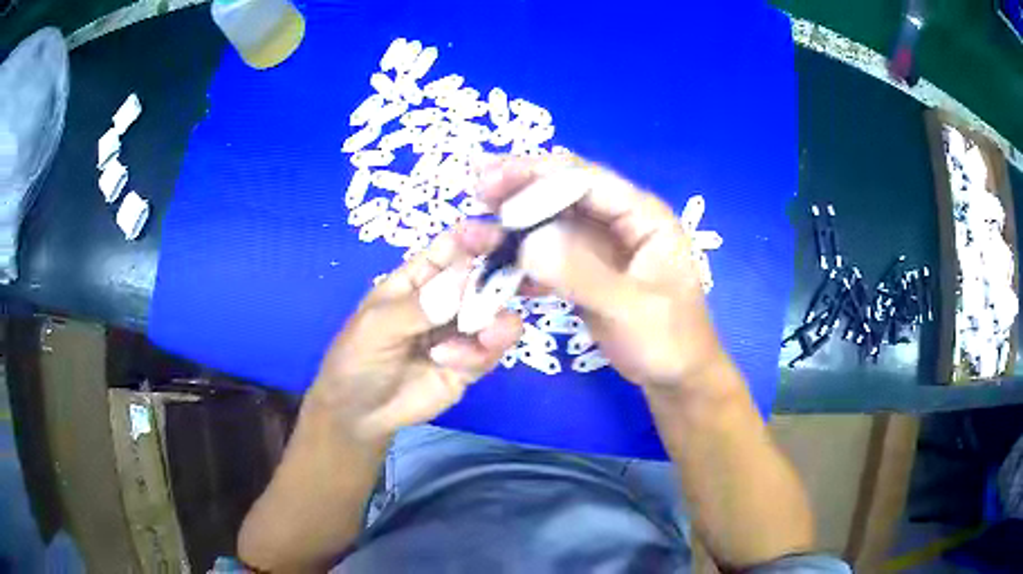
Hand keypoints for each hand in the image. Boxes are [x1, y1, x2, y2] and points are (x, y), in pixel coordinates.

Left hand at [308, 222, 523, 440]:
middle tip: (506, 295)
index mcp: (419, 278)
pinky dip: (480, 353)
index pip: (454, 247)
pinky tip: (449, 362)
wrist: (360, 415)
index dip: (478, 238)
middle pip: (485, 279)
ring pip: (497, 315)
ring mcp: (460, 332)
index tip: (503, 239)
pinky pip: (492, 351)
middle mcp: (446, 300)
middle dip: (499, 284)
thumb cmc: (356, 359)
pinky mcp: (471, 363)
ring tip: (485, 337)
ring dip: (496, 323)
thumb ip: (418, 306)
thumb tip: (465, 279)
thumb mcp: (377, 327)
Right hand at [478, 156, 726, 392]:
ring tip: (476, 226)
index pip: (586, 181)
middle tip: (477, 189)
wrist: (675, 377)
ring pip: (552, 222)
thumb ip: (581, 276)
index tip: (493, 179)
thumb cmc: (668, 341)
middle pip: (564, 192)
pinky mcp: (586, 270)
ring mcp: (601, 246)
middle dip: (520, 189)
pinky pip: (549, 253)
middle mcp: (620, 221)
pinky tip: (495, 263)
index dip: (538, 175)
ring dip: (515, 222)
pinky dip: (523, 256)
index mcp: (643, 217)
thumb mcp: (630, 310)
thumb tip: (527, 243)